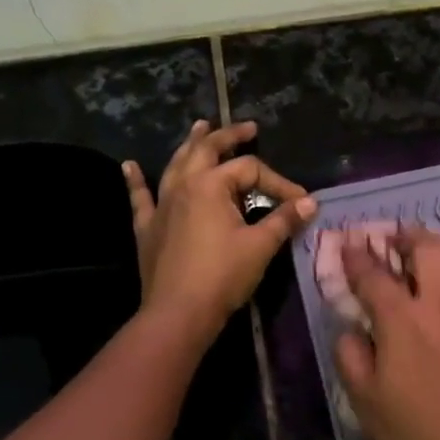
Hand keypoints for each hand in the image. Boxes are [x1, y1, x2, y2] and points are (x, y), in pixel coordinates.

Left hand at [123, 121, 314, 340]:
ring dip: (189, 144)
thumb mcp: (260, 246)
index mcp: (211, 185)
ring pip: (176, 164)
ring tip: (200, 126)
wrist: (178, 313)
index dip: (279, 182)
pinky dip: (136, 180)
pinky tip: (129, 166)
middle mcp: (183, 185)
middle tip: (247, 128)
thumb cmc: (223, 275)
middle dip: (228, 136)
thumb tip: (310, 203)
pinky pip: (141, 197)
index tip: (299, 202)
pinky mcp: (148, 226)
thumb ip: (284, 219)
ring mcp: (162, 204)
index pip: (251, 170)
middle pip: (206, 150)